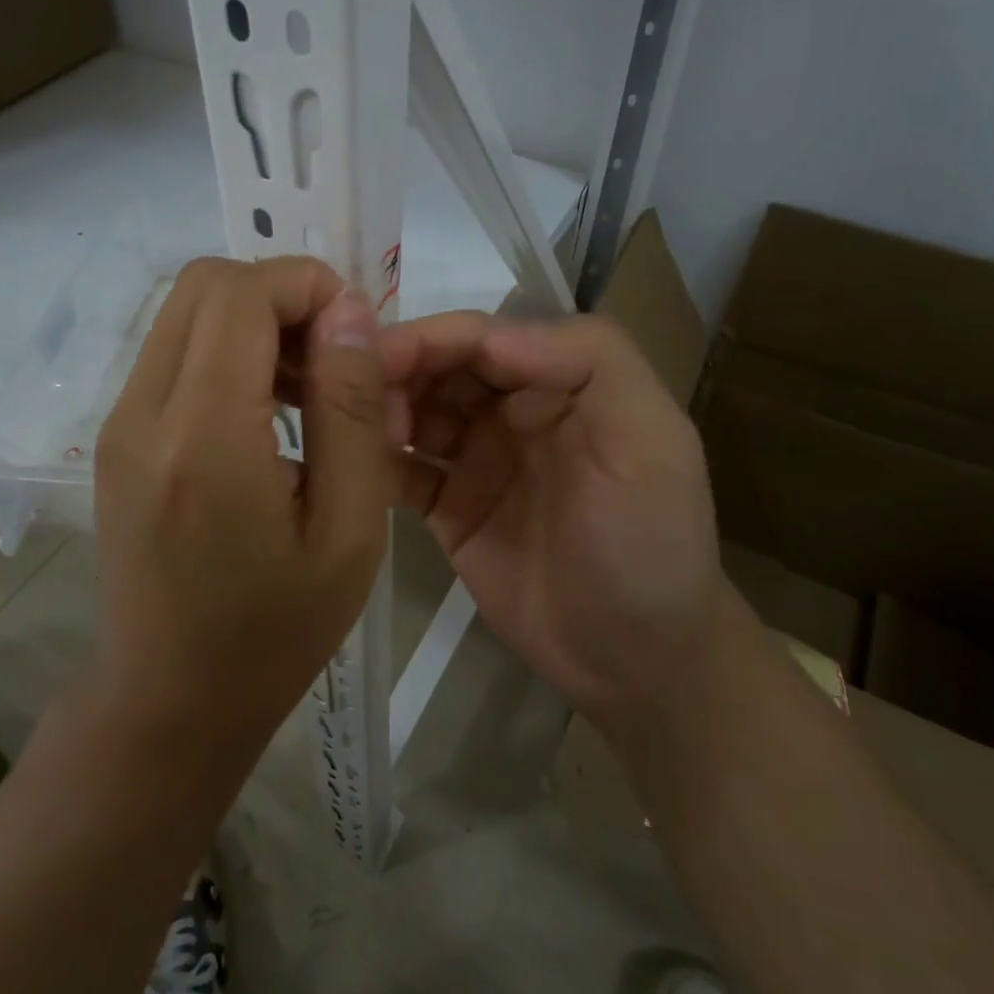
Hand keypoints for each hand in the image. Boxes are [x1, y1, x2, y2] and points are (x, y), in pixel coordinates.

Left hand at [92, 256, 391, 761]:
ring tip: (307, 387)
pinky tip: (267, 412)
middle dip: (280, 294)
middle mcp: (143, 413)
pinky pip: (173, 352)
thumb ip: (350, 409)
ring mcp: (118, 422)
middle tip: (333, 355)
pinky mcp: (116, 436)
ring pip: (185, 311)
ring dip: (254, 320)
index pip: (241, 294)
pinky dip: (226, 350)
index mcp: (202, 439)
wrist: (169, 700)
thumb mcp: (348, 529)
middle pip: (205, 283)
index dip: (307, 285)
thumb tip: (348, 311)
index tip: (356, 332)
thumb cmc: (274, 631)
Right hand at [377, 313, 738, 726]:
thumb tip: (489, 333)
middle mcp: (513, 408)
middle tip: (346, 396)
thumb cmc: (649, 544)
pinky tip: (346, 470)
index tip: (374, 356)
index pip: (484, 337)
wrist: (635, 659)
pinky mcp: (449, 506)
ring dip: (379, 412)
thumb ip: (591, 363)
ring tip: (344, 434)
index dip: (430, 338)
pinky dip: (374, 463)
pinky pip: (402, 471)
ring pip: (415, 411)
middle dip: (394, 370)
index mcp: (561, 380)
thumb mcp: (650, 441)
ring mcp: (477, 457)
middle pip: (441, 367)